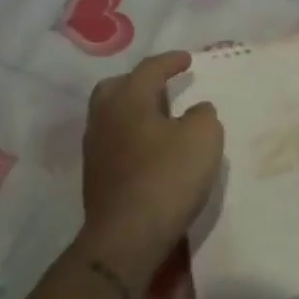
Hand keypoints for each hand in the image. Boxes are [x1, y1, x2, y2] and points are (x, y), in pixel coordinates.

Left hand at [78, 52, 223, 287]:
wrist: (126, 238)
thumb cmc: (167, 178)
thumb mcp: (204, 138)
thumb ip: (203, 116)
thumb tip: (196, 111)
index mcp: (128, 99)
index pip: (149, 69)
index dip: (171, 61)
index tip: (187, 60)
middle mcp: (105, 118)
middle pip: (117, 88)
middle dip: (139, 83)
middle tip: (163, 88)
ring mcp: (95, 149)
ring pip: (111, 116)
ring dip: (134, 112)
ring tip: (160, 120)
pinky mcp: (95, 178)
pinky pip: (113, 142)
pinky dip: (131, 137)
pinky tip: (150, 150)